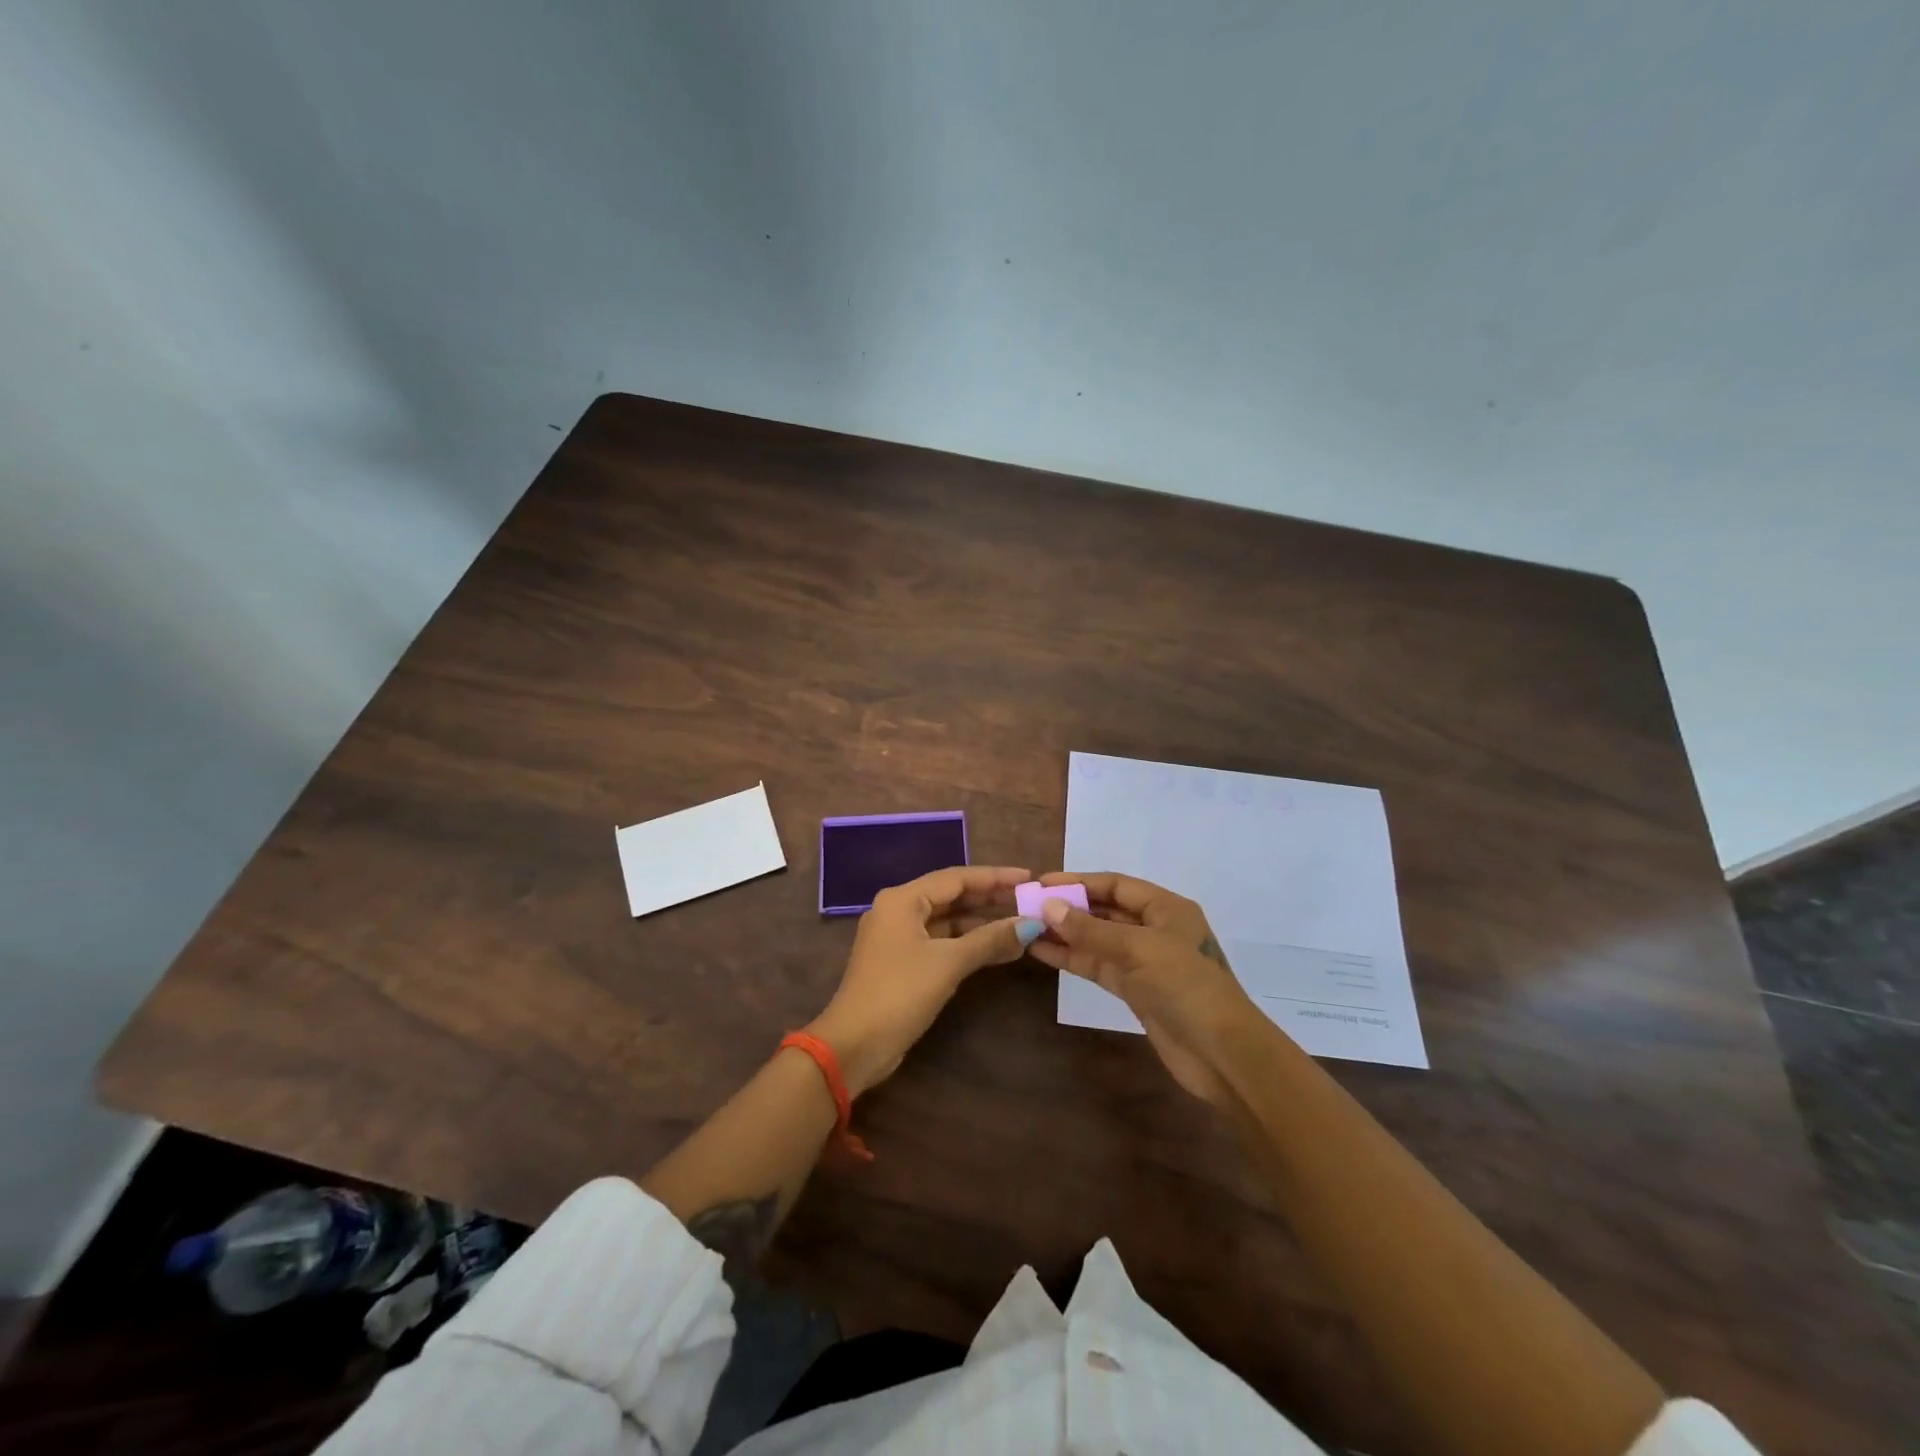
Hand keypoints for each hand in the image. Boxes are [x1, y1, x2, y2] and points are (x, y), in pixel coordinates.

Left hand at [807, 865, 1041, 1095]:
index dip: (994, 877)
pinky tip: (998, 950)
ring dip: (982, 924)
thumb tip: (1030, 924)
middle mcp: (897, 910)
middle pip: (951, 896)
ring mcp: (898, 937)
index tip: (1028, 877)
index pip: (956, 877)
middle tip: (1029, 900)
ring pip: (948, 921)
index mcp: (902, 900)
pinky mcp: (902, 962)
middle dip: (990, 899)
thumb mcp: (948, 963)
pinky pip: (941, 941)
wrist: (854, 1046)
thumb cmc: (899, 993)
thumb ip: (990, 940)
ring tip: (1021, 926)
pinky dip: (968, 944)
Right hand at [1027, 872, 1267, 1105]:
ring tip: (1027, 928)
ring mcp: (1145, 962)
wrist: (1223, 1055)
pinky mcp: (1136, 991)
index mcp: (1167, 909)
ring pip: (1099, 940)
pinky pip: (1099, 966)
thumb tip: (1048, 907)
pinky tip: (1043, 953)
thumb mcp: (1138, 950)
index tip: (1042, 883)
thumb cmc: (1187, 987)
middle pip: (1106, 910)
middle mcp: (1156, 929)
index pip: (1116, 885)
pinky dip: (1073, 958)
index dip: (1080, 882)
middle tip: (1028, 906)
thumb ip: (1091, 929)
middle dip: (1069, 908)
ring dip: (1066, 934)